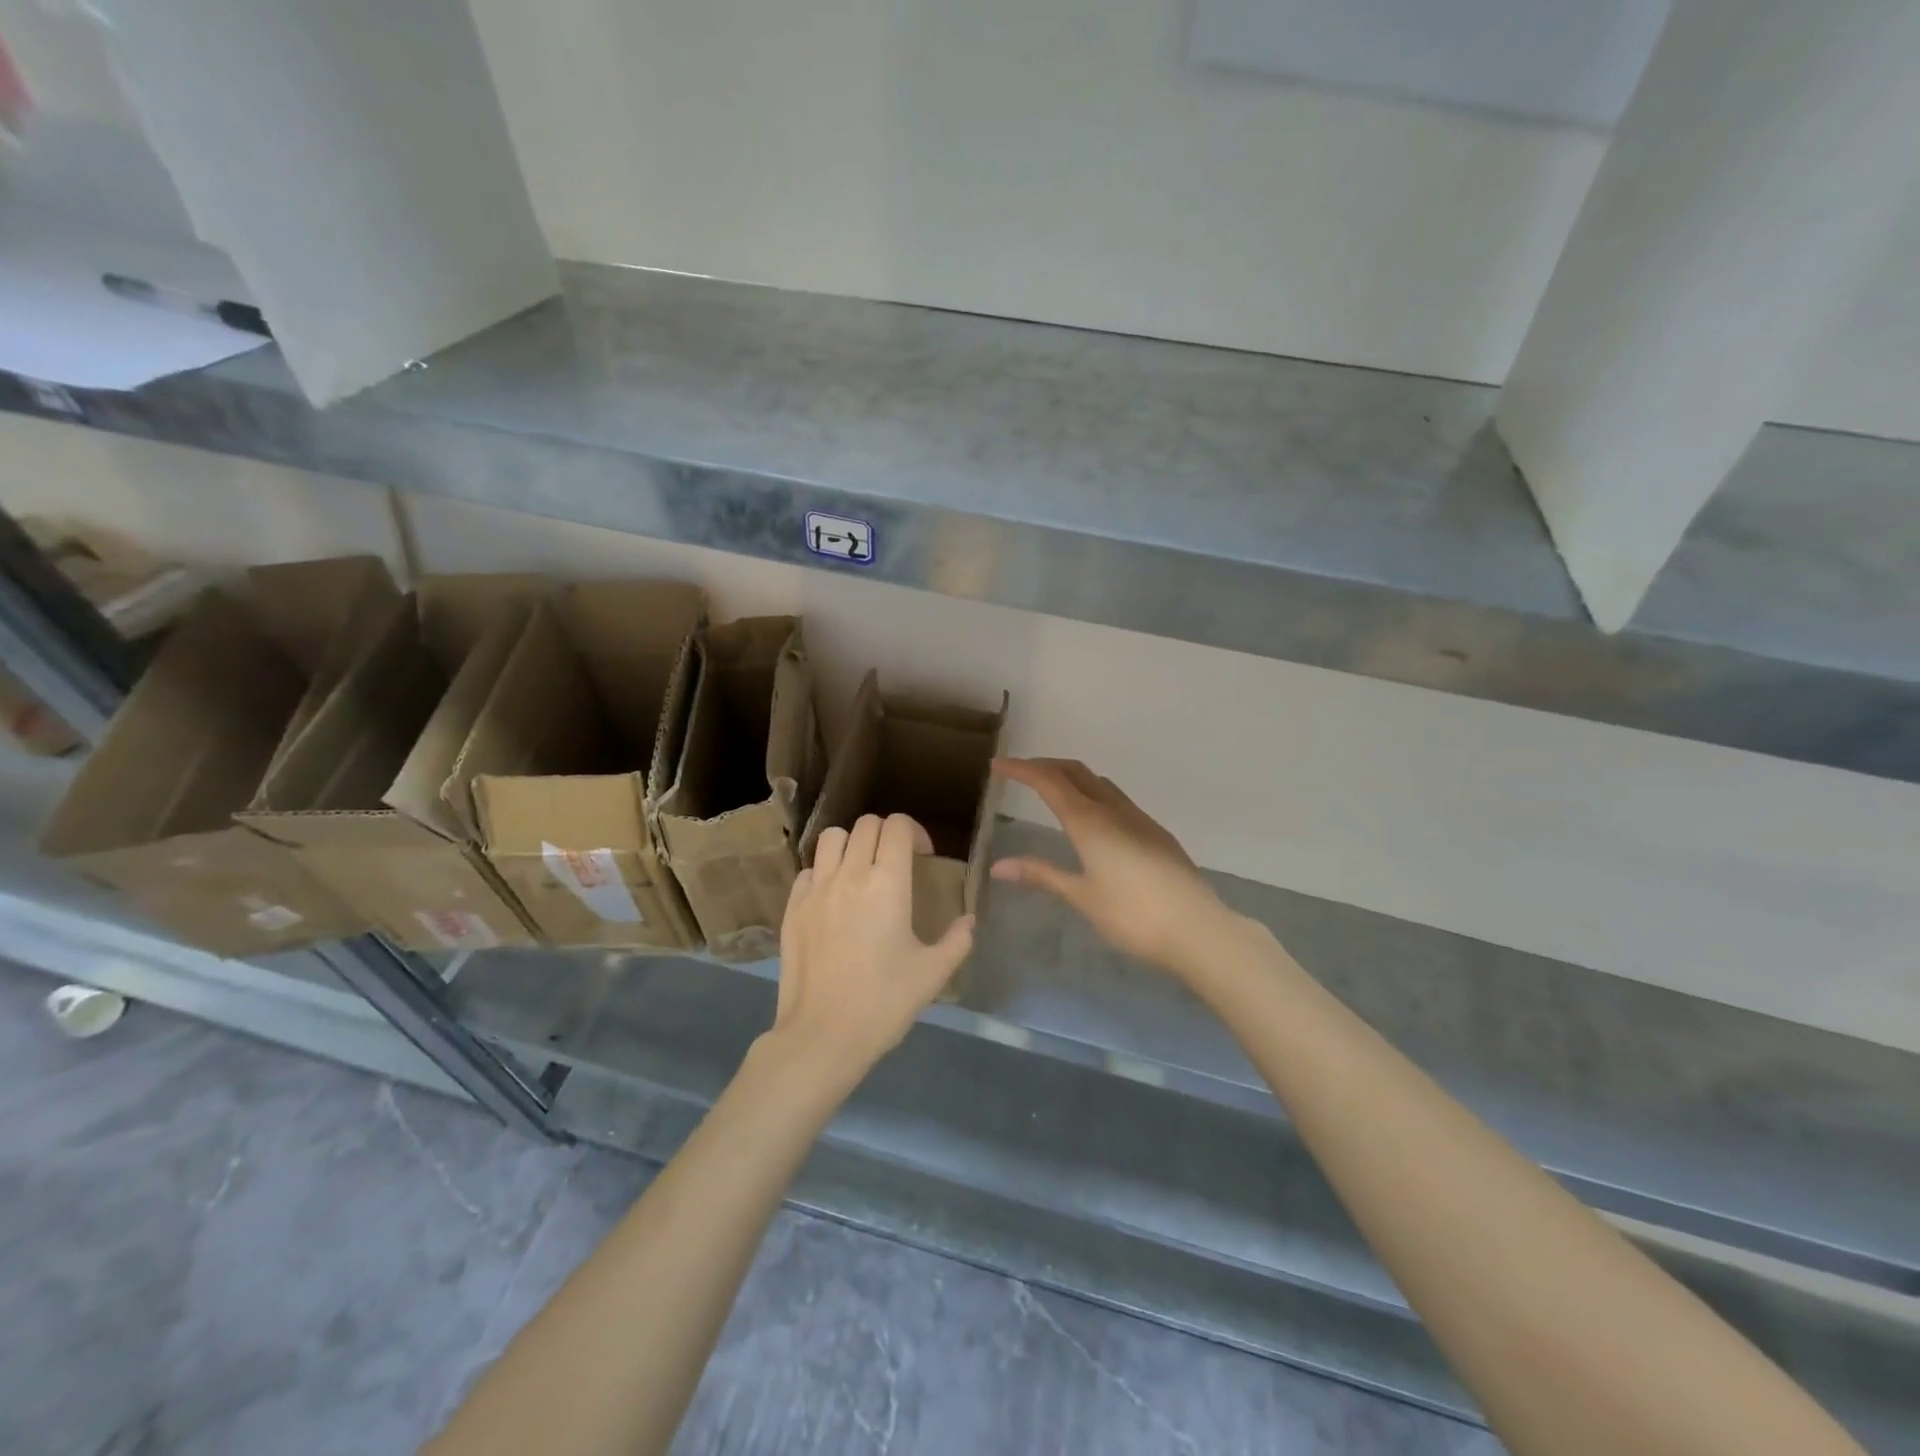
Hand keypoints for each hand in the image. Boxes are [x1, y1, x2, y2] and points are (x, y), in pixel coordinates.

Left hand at [770, 813, 974, 1078]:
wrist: (823, 1034)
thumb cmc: (884, 1002)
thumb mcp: (933, 974)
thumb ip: (957, 940)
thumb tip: (969, 920)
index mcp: (888, 883)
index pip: (897, 826)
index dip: (914, 832)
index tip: (923, 856)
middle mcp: (850, 875)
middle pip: (866, 824)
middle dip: (886, 834)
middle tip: (896, 862)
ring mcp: (816, 889)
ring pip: (832, 838)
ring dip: (852, 844)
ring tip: (861, 870)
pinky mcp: (792, 907)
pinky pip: (808, 870)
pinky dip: (824, 871)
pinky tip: (833, 898)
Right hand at [991, 758, 1227, 973]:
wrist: (1199, 929)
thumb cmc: (1133, 916)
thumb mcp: (1082, 896)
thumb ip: (1041, 875)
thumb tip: (998, 866)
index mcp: (1090, 822)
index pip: (1049, 782)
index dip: (1021, 770)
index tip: (998, 765)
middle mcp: (1114, 810)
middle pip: (1076, 772)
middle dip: (1046, 766)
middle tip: (1020, 773)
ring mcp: (1139, 819)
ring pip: (1100, 783)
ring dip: (1072, 777)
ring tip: (1052, 790)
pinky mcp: (1156, 834)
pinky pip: (1116, 799)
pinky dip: (1093, 794)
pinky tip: (1092, 820)